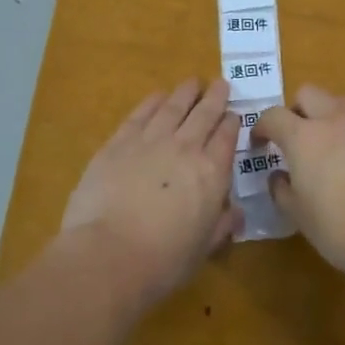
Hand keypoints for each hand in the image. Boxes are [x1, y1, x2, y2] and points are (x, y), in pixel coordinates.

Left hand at [61, 79, 240, 305]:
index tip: (233, 115)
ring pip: (173, 107)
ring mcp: (150, 141)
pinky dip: (152, 101)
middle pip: (204, 114)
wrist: (109, 254)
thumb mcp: (202, 249)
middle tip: (220, 84)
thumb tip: (236, 214)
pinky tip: (158, 96)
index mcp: (211, 174)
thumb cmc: (162, 261)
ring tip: (193, 82)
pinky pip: (140, 114)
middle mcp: (185, 148)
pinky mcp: (118, 142)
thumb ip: (221, 226)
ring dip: (185, 92)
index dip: (231, 123)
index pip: (226, 138)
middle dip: (215, 97)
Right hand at [252, 86, 344, 276]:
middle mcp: (334, 121)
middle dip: (296, 110)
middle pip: (308, 94)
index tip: (260, 144)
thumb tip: (279, 177)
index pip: (273, 116)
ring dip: (327, 116)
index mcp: (304, 137)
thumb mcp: (298, 215)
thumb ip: (282, 190)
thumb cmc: (340, 227)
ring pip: (340, 103)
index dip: (262, 127)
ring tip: (327, 146)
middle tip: (295, 138)